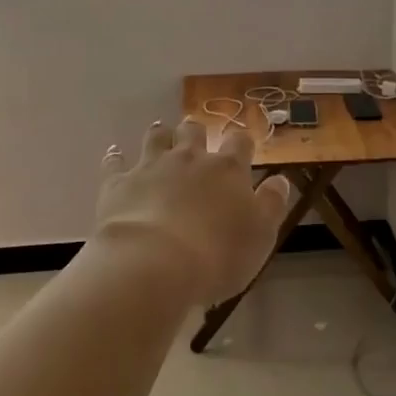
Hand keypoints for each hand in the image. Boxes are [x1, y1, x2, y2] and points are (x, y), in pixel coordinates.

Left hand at [95, 120, 292, 305]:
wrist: (154, 264)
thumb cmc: (217, 254)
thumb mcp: (261, 235)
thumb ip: (272, 204)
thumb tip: (280, 180)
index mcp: (227, 170)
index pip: (239, 143)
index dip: (241, 143)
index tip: (242, 147)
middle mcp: (190, 159)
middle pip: (194, 131)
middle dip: (196, 132)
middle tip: (196, 138)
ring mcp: (151, 167)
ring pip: (157, 138)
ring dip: (161, 136)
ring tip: (161, 136)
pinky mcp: (119, 183)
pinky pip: (115, 162)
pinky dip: (116, 157)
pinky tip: (115, 156)